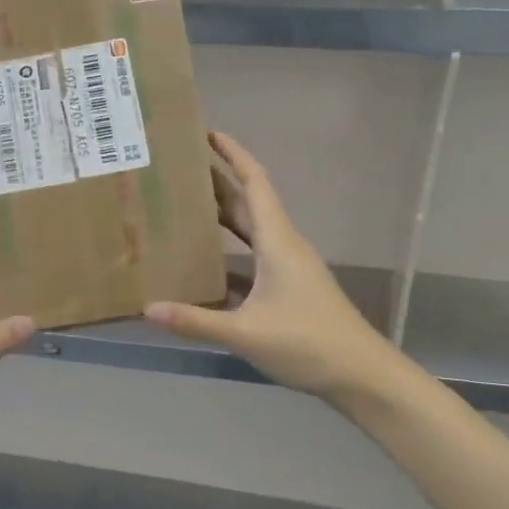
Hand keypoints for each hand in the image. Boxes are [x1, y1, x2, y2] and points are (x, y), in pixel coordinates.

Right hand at [145, 132, 402, 403]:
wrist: (361, 375)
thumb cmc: (307, 343)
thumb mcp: (246, 333)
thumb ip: (195, 321)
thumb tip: (148, 308)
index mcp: (277, 241)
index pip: (254, 183)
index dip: (233, 154)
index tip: (207, 133)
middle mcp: (283, 246)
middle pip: (249, 203)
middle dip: (218, 182)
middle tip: (179, 169)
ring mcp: (289, 267)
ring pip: (252, 231)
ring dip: (224, 215)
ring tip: (185, 207)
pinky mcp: (289, 289)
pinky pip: (254, 258)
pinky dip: (230, 253)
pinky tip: (204, 264)